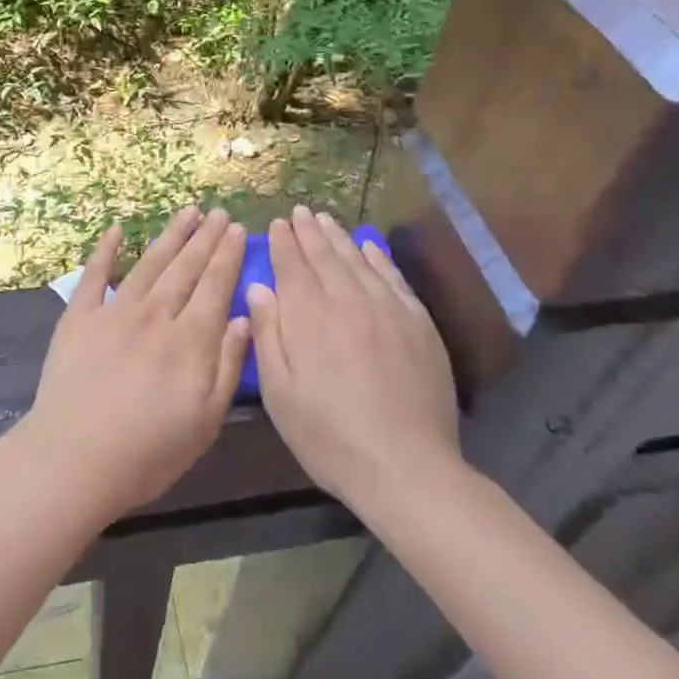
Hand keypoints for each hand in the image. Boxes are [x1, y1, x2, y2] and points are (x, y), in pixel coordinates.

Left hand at [20, 207, 249, 522]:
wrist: (75, 458)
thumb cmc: (149, 452)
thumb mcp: (206, 420)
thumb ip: (228, 366)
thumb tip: (243, 317)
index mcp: (190, 340)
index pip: (215, 286)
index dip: (227, 256)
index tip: (237, 230)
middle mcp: (156, 315)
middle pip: (186, 268)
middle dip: (205, 238)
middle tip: (218, 212)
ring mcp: (114, 311)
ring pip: (149, 264)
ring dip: (170, 236)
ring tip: (187, 212)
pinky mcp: (79, 318)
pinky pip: (95, 275)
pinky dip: (105, 249)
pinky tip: (117, 229)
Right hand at [245, 206, 459, 505]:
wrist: (405, 466)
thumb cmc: (328, 436)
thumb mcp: (280, 393)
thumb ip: (267, 335)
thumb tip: (259, 288)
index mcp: (310, 317)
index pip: (293, 266)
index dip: (283, 243)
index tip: (277, 224)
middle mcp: (348, 301)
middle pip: (326, 256)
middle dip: (309, 232)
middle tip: (300, 212)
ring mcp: (388, 310)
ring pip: (358, 261)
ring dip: (340, 238)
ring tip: (326, 221)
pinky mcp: (418, 323)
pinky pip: (393, 278)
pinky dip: (378, 258)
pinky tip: (369, 248)